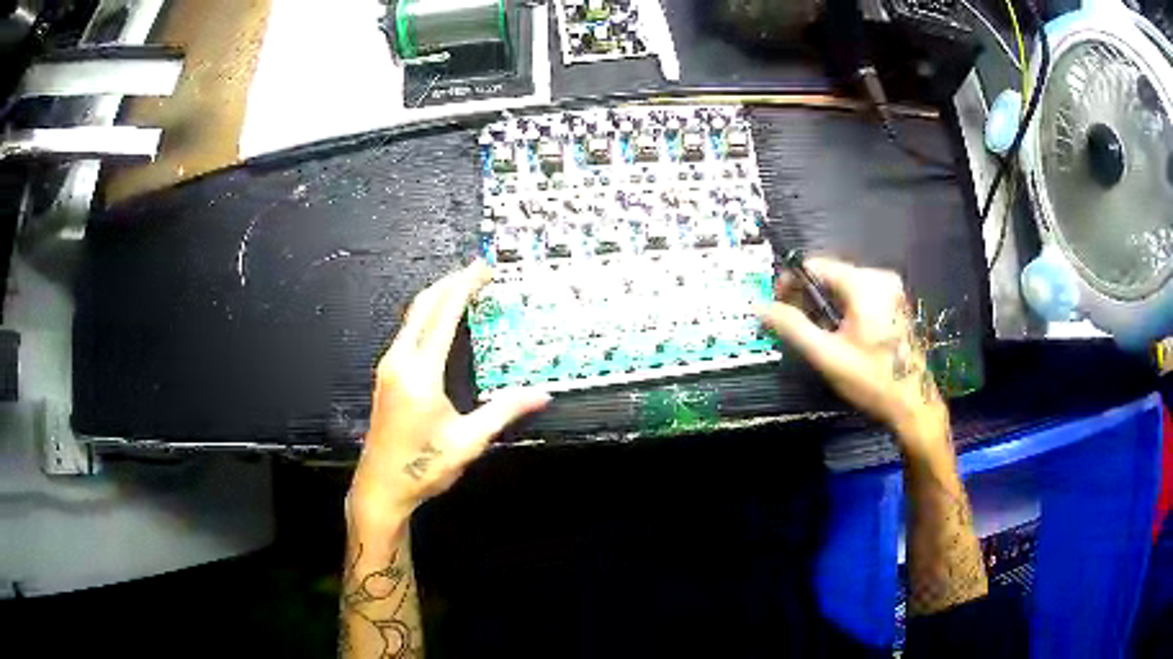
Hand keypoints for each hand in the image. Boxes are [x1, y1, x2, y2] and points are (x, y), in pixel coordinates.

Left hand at [348, 260, 550, 533]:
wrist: (382, 486)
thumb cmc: (423, 466)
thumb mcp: (468, 441)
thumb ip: (503, 411)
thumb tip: (540, 394)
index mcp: (419, 373)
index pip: (443, 315)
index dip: (464, 286)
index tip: (484, 269)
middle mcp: (399, 361)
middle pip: (423, 306)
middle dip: (450, 282)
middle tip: (478, 271)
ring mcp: (389, 367)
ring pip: (413, 317)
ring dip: (438, 297)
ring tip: (466, 289)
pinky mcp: (387, 375)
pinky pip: (409, 332)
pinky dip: (429, 316)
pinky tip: (444, 321)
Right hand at [757, 257, 947, 456]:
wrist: (913, 404)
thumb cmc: (871, 380)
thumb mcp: (827, 355)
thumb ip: (792, 327)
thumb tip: (760, 307)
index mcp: (865, 283)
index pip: (816, 265)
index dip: (790, 282)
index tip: (777, 306)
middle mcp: (880, 277)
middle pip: (830, 274)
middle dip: (807, 295)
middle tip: (792, 324)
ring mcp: (891, 289)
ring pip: (844, 285)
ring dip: (824, 303)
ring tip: (814, 332)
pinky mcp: (895, 302)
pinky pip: (860, 294)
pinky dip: (843, 308)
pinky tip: (838, 333)